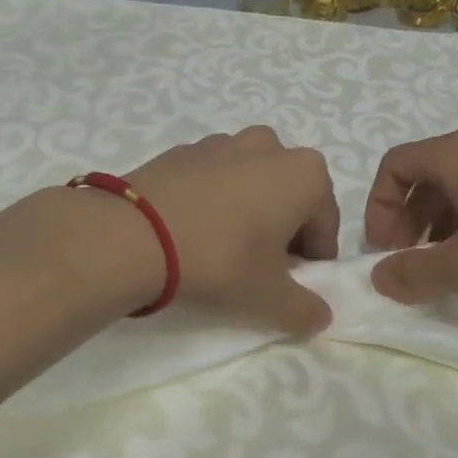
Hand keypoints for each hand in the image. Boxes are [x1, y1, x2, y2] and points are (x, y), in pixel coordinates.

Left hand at [125, 127, 339, 333]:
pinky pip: (212, 178)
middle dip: (282, 229)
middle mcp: (269, 146)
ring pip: (250, 182)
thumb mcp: (270, 298)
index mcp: (304, 173)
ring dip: (248, 211)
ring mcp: (222, 142)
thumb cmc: (220, 260)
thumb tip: (321, 316)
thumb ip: (305, 310)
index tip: (291, 284)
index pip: (325, 224)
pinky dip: (212, 201)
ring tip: (221, 248)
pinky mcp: (182, 150)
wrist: (133, 235)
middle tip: (259, 267)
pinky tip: (191, 231)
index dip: (313, 259)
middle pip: (289, 196)